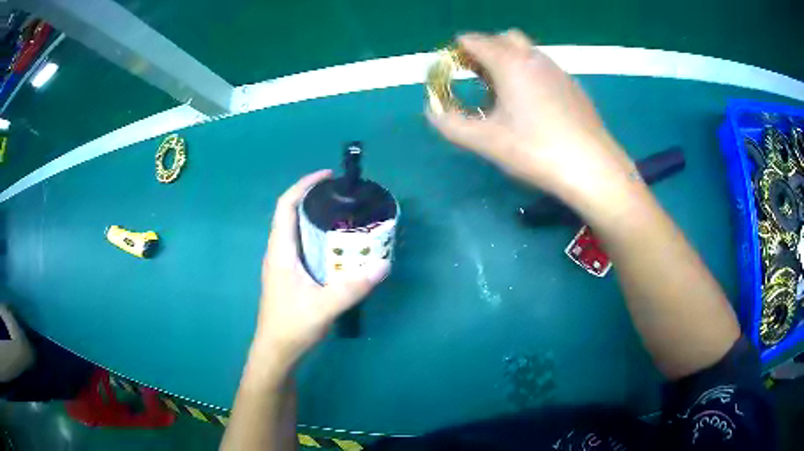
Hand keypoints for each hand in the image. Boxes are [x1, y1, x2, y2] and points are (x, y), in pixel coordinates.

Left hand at [254, 170, 389, 365]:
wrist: (276, 351)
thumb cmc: (292, 326)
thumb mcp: (324, 306)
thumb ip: (352, 287)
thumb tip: (383, 265)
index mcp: (281, 251)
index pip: (286, 206)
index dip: (303, 185)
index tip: (327, 176)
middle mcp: (279, 252)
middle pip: (292, 214)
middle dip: (314, 198)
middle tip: (344, 196)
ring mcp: (283, 265)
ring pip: (297, 231)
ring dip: (316, 218)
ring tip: (344, 214)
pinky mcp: (290, 276)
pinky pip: (302, 246)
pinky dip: (318, 236)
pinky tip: (337, 246)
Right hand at [427, 30, 634, 199]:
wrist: (593, 168)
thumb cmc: (536, 150)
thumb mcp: (486, 141)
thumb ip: (452, 124)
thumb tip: (433, 111)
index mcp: (510, 63)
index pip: (476, 40)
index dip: (459, 50)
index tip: (451, 68)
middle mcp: (534, 58)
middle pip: (503, 38)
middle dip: (485, 49)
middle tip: (477, 76)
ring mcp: (558, 70)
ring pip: (527, 52)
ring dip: (509, 61)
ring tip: (503, 93)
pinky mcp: (573, 85)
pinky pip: (544, 68)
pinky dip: (530, 73)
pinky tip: (534, 105)